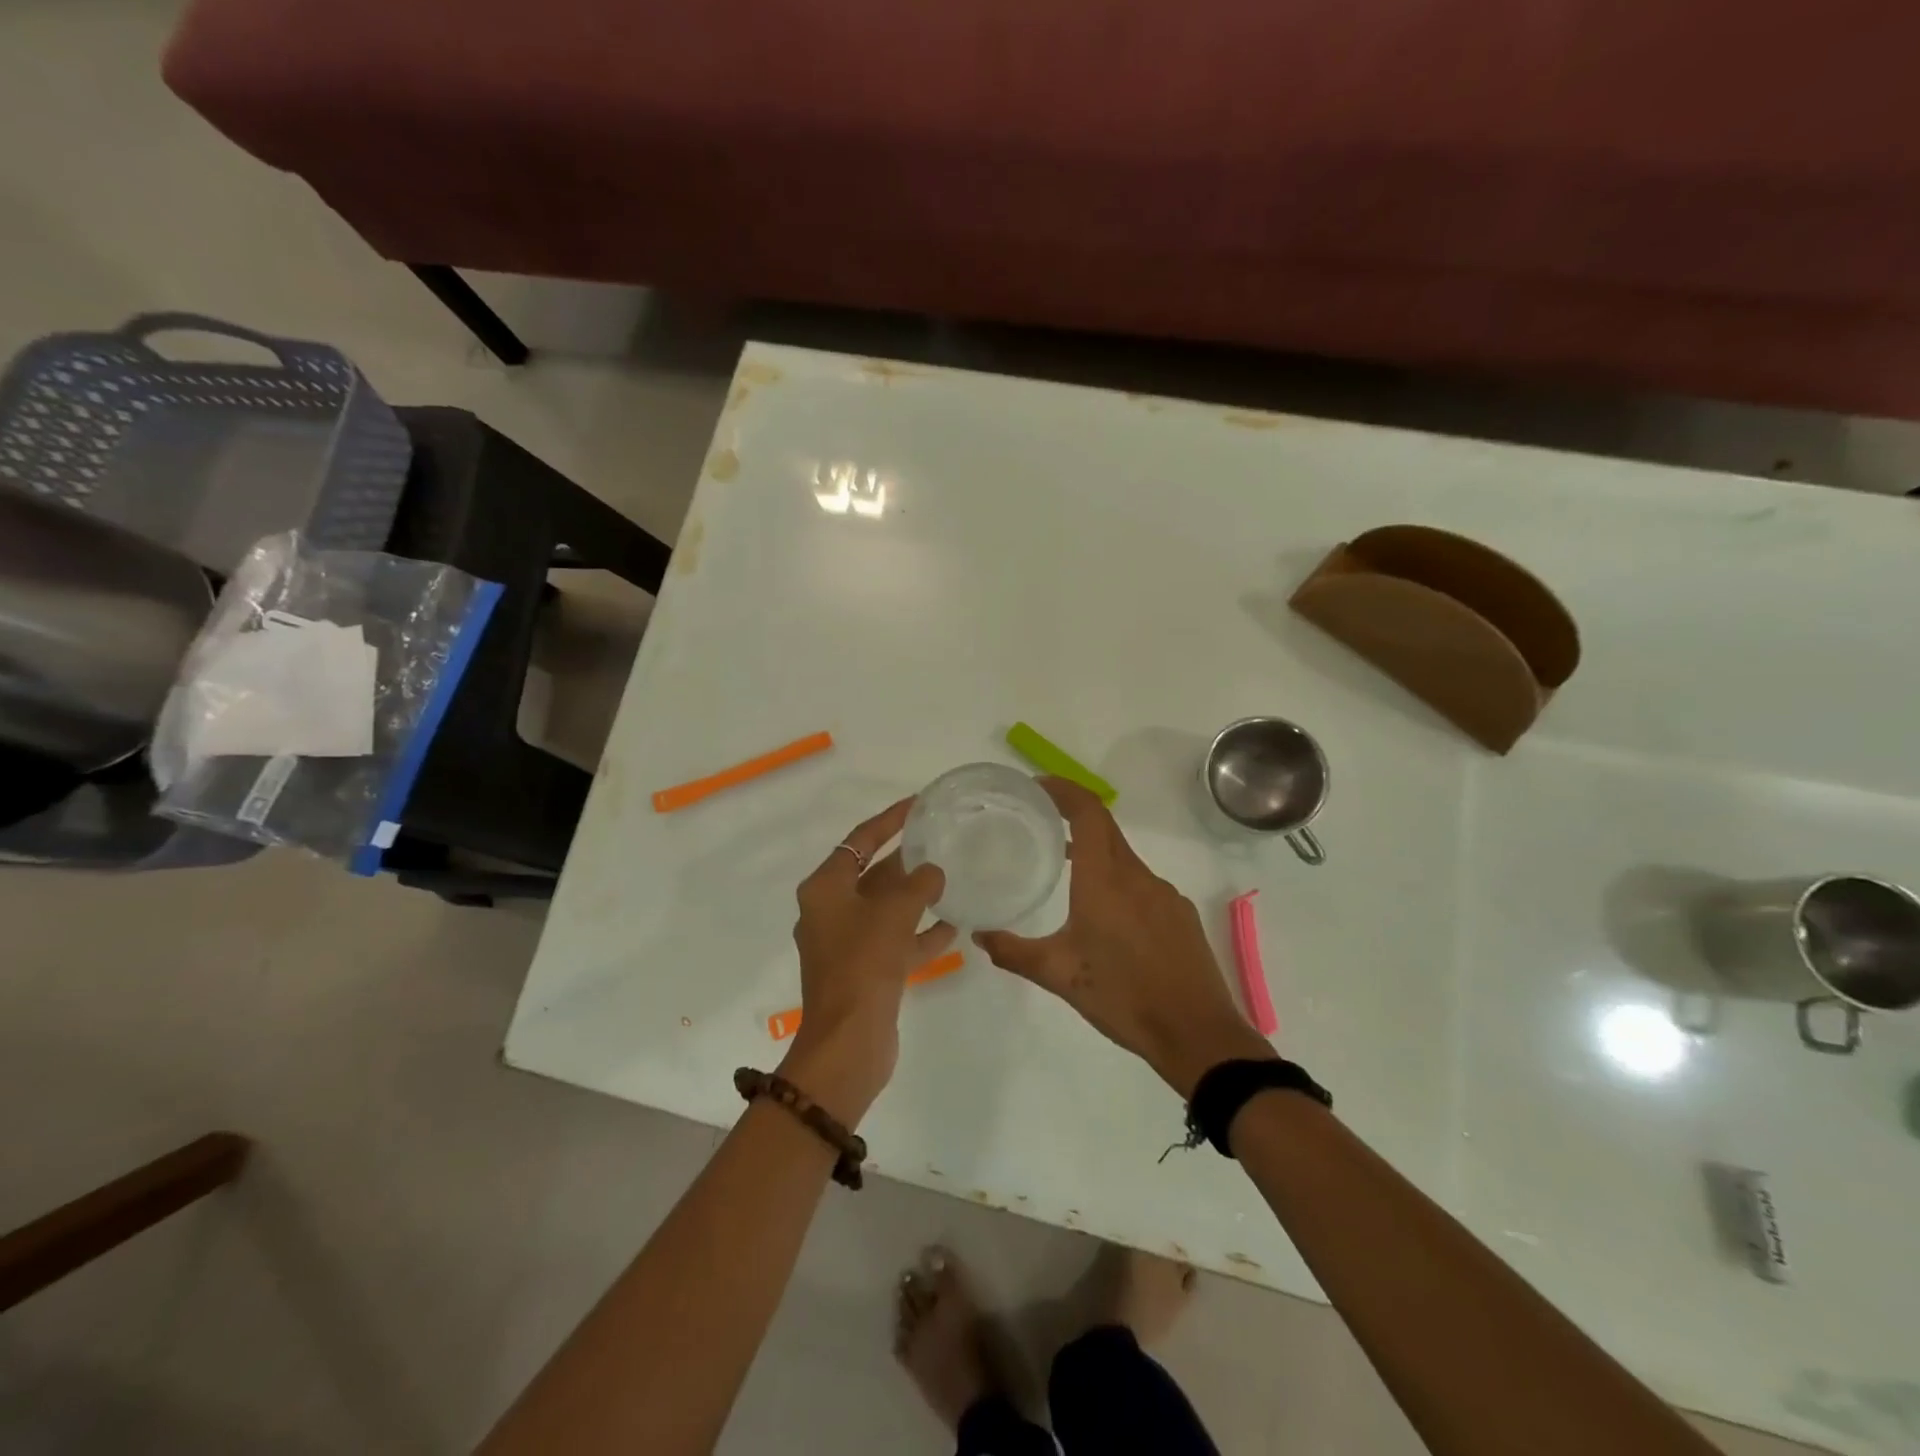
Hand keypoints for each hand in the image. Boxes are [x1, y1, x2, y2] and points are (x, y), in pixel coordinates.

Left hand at [780, 798, 952, 1122]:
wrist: (848, 1043)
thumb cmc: (864, 964)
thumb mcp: (894, 914)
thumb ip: (918, 885)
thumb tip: (933, 872)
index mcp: (825, 889)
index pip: (859, 840)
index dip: (890, 820)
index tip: (918, 804)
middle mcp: (831, 911)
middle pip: (872, 875)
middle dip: (906, 861)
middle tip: (940, 841)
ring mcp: (846, 944)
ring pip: (886, 910)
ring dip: (916, 898)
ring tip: (951, 881)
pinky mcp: (864, 972)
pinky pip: (895, 942)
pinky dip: (919, 934)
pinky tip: (953, 927)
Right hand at [974, 778, 1271, 1096]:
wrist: (1196, 1033)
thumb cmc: (1122, 996)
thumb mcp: (1058, 975)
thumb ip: (1014, 952)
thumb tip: (980, 935)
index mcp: (1105, 879)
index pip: (1087, 812)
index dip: (1064, 790)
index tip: (1038, 786)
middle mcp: (1137, 875)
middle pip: (1105, 829)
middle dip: (1073, 816)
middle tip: (1040, 821)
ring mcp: (1164, 893)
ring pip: (1123, 858)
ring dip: (1094, 853)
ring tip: (1065, 871)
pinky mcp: (1180, 914)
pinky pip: (1142, 883)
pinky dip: (1117, 881)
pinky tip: (1106, 916)